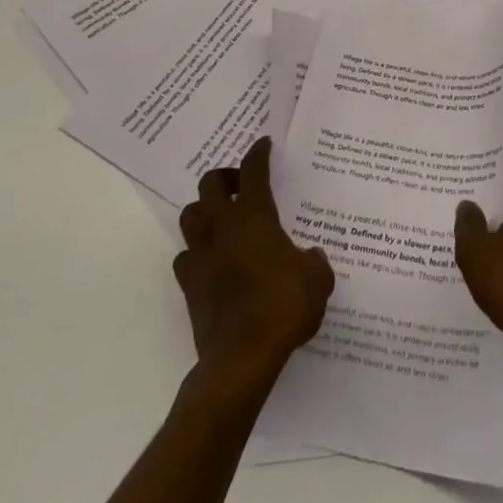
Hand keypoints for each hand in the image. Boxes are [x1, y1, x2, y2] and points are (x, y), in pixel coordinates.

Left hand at [174, 137, 334, 385]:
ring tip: (223, 219)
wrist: (241, 358)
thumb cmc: (283, 307)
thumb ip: (314, 261)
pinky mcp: (189, 284)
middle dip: (225, 177)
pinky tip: (212, 261)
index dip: (258, 153)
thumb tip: (310, 257)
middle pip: (210, 184)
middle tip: (242, 185)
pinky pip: (185, 256)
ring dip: (205, 211)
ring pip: (190, 216)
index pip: (253, 170)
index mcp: (255, 216)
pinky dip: (197, 252)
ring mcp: (201, 255)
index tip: (263, 144)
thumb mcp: (317, 280)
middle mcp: (222, 227)